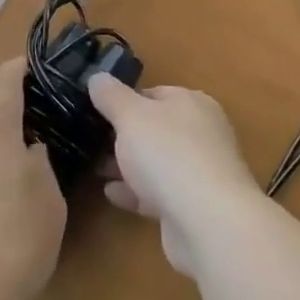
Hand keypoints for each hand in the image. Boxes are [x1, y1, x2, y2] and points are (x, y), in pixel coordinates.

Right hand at [87, 75, 260, 275]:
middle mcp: (201, 134)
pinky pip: (158, 193)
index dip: (124, 100)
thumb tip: (97, 77)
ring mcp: (199, 172)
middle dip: (123, 136)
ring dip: (127, 165)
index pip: (154, 93)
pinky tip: (111, 194)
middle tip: (91, 142)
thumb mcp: (131, 115)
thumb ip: (111, 96)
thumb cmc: (168, 154)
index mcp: (192, 103)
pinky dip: (135, 192)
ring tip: (95, 168)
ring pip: (156, 163)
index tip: (97, 111)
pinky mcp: (193, 207)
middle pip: (155, 129)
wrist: (207, 222)